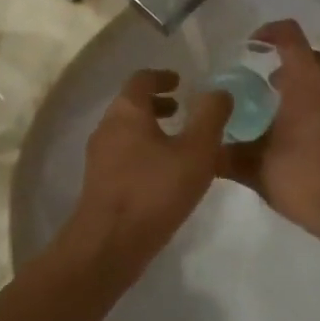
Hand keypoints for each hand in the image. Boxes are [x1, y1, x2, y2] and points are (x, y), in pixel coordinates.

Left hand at [64, 68, 232, 280]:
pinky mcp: (100, 183)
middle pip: (132, 104)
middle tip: (183, 111)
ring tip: (179, 144)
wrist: (110, 244)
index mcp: (126, 111)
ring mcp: (99, 157)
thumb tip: (219, 92)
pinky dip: (144, 152)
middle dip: (158, 104)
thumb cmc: (155, 190)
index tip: (181, 82)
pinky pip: (124, 155)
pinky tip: (165, 175)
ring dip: (152, 130)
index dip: (163, 76)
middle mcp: (107, 127)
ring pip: (127, 131)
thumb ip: (211, 117)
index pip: (141, 79)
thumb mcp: (196, 151)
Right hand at [216, 19, 319, 239]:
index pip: (289, 35)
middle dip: (287, 64)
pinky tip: (308, 134)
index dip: (269, 32)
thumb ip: (227, 155)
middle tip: (265, 87)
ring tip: (286, 111)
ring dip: (308, 85)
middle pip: (311, 57)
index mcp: (307, 81)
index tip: (252, 45)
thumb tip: (204, 152)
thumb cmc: (304, 178)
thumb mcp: (256, 168)